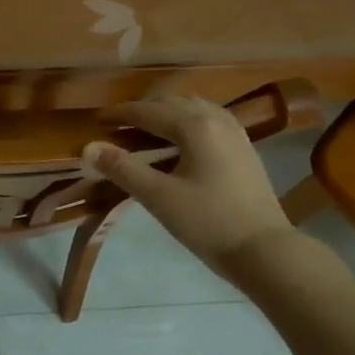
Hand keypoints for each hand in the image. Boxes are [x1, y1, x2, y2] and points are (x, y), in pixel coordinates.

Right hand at [83, 96, 293, 276]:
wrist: (265, 250)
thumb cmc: (208, 223)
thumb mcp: (159, 197)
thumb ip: (123, 169)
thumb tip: (89, 148)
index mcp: (195, 126)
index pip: (149, 112)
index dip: (120, 114)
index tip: (97, 119)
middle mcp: (217, 120)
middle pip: (173, 104)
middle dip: (144, 111)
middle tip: (118, 125)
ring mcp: (236, 134)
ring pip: (195, 110)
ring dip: (168, 114)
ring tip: (147, 130)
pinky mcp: (246, 150)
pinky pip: (211, 122)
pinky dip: (189, 124)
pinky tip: (183, 143)